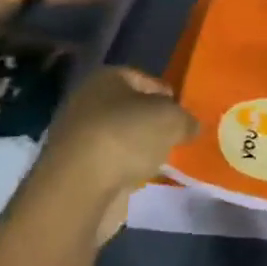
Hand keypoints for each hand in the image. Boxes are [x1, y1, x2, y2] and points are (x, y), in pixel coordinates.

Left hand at [31, 68, 197, 243]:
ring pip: (121, 137)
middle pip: (130, 109)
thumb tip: (190, 125)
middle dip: (153, 123)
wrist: (80, 187)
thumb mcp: (172, 119)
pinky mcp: (76, 168)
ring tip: (164, 160)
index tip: (184, 114)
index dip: (167, 95)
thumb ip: (186, 119)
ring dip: (140, 148)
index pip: (144, 79)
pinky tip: (144, 178)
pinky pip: (111, 162)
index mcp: (107, 78)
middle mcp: (87, 101)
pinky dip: (127, 169)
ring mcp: (78, 136)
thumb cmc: (127, 136)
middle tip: (177, 137)